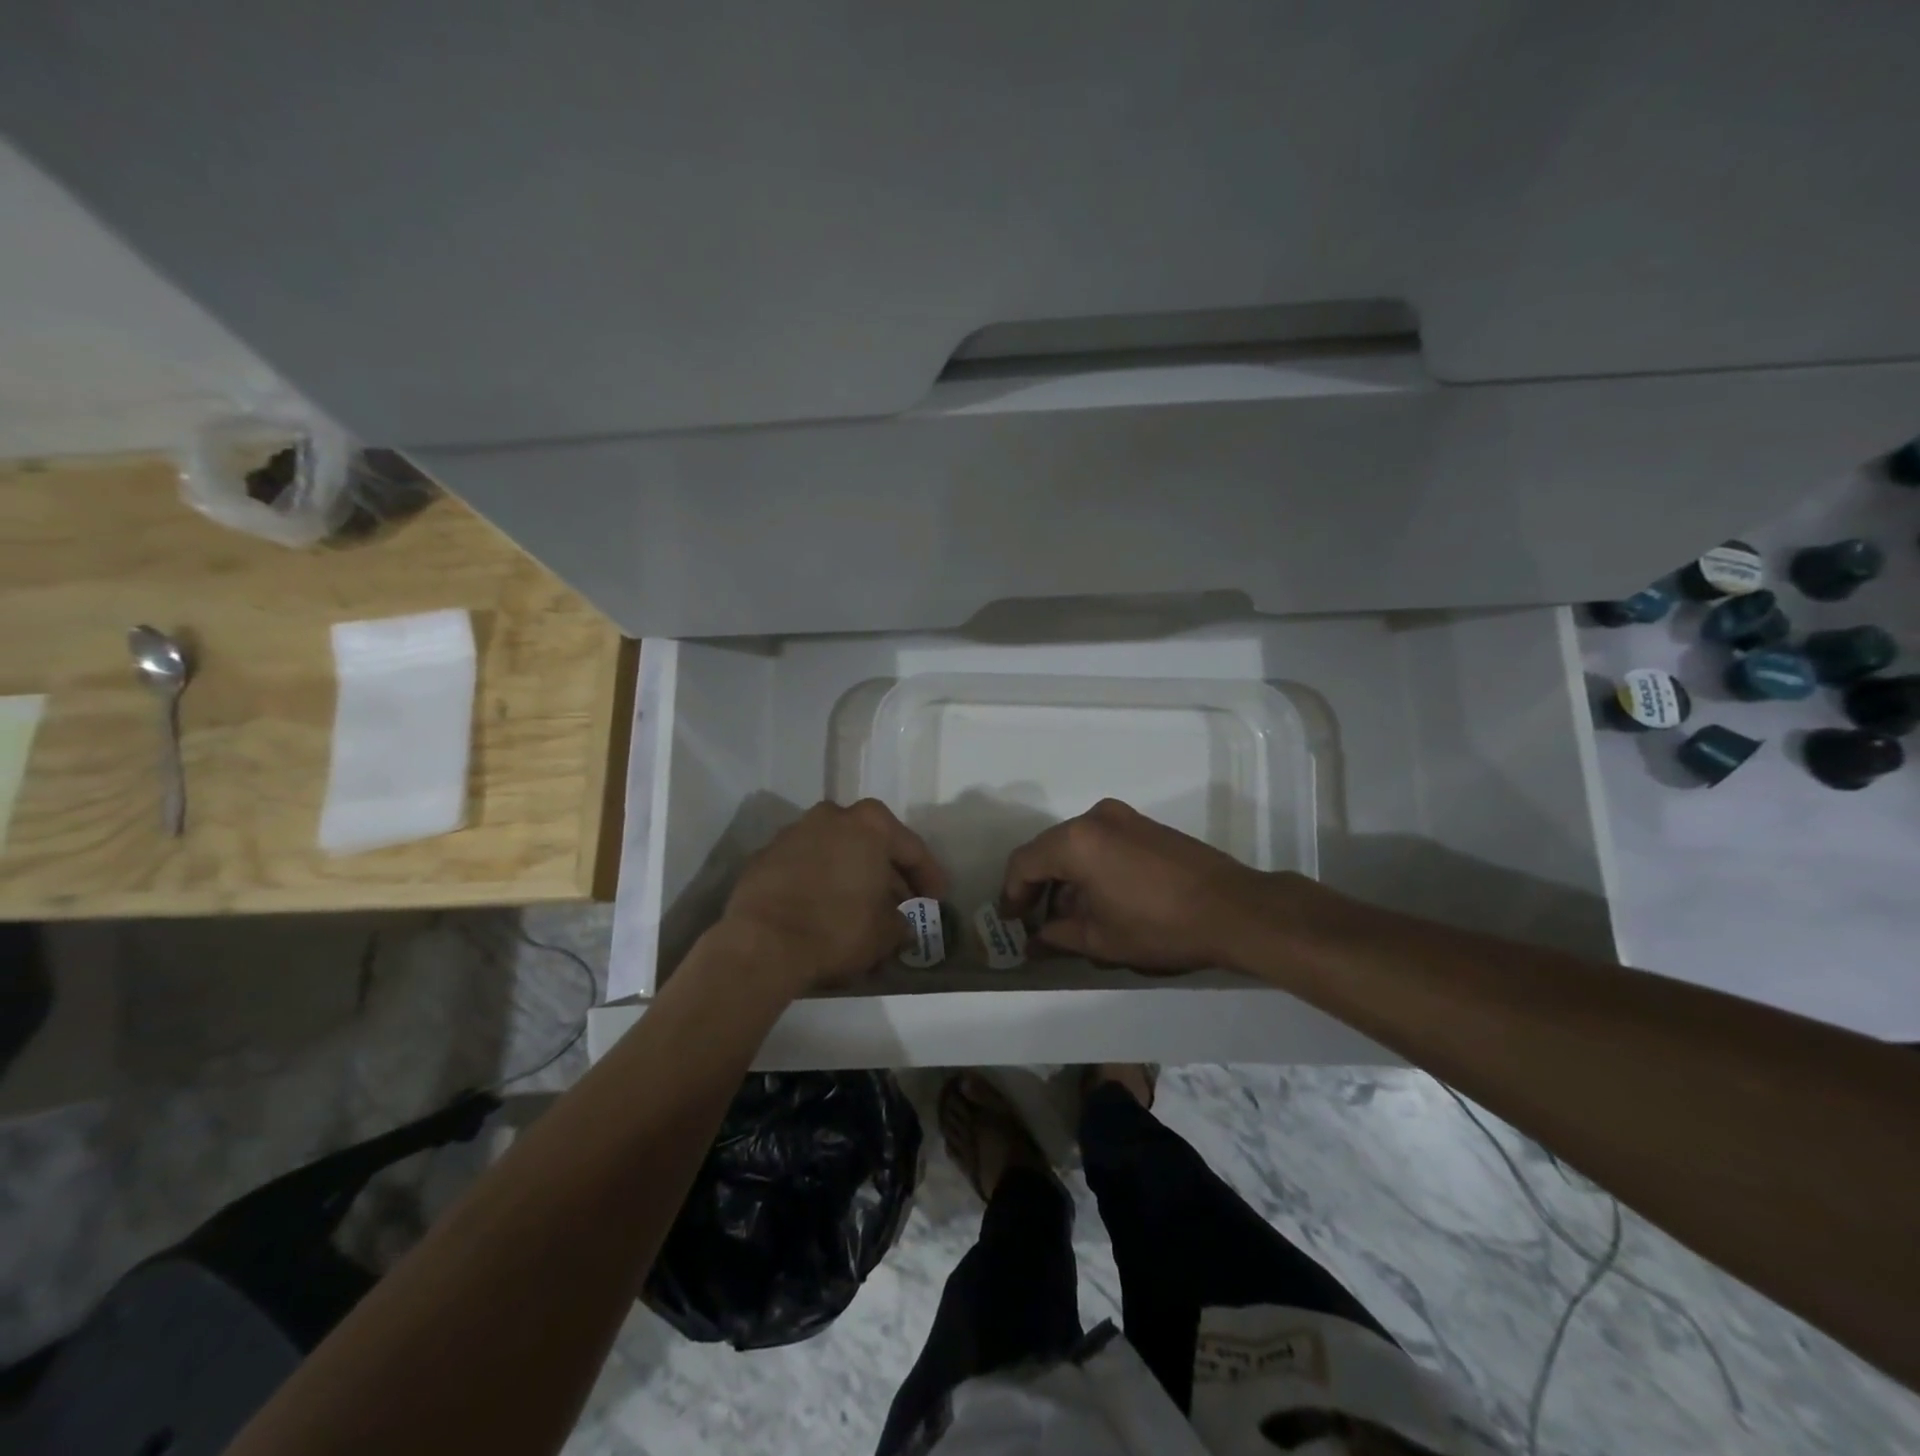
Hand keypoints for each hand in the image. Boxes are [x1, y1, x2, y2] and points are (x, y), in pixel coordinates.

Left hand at [721, 800, 947, 995]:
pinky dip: (819, 881)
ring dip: (851, 874)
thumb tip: (900, 924)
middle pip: (871, 844)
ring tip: (860, 907)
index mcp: (870, 823)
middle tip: (900, 903)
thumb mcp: (885, 932)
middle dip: (887, 873)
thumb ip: (901, 922)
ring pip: (836, 851)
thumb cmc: (837, 928)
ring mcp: (794, 832)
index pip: (912, 849)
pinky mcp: (765, 855)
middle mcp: (832, 815)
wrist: (762, 943)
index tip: (936, 900)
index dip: (929, 877)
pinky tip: (823, 908)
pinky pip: (805, 865)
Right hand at [1001, 798, 1284, 973]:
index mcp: (1075, 841)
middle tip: (1035, 921)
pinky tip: (1100, 898)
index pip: (1024, 862)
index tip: (1012, 921)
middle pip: (1048, 849)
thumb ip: (1057, 936)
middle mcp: (1094, 818)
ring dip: (1065, 877)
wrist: (1234, 909)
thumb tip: (1034, 942)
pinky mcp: (1145, 825)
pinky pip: (1101, 841)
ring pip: (1075, 844)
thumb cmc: (1159, 926)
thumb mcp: (1101, 939)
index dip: (1011, 893)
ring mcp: (1123, 817)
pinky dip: (1089, 866)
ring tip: (1070, 917)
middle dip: (1037, 886)